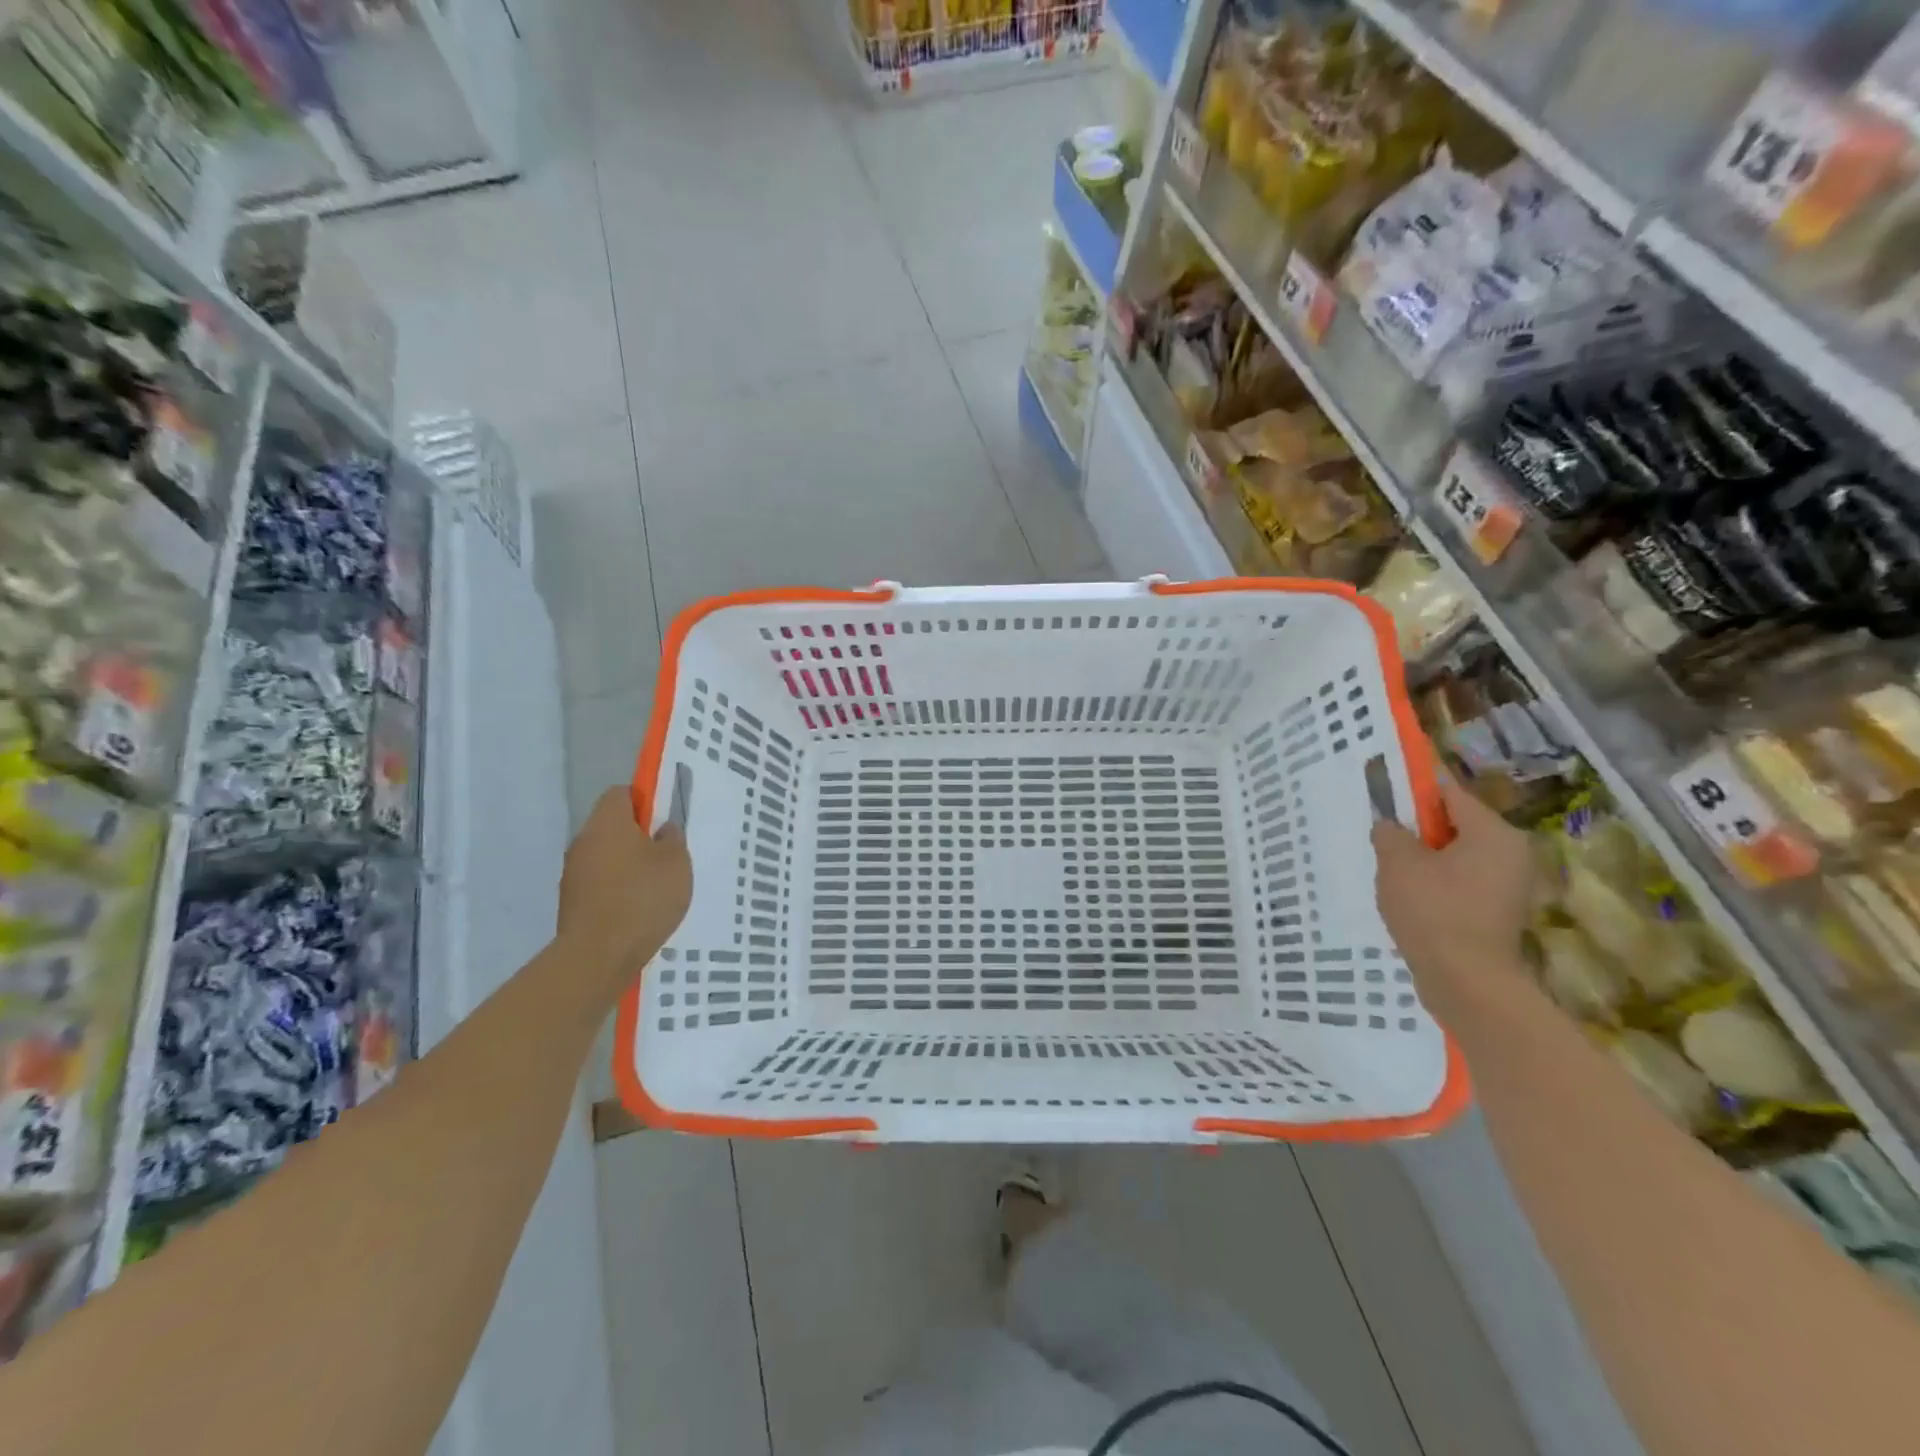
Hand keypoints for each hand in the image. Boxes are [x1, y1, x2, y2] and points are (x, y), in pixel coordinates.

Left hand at [557, 787, 691, 995]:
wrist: (597, 955)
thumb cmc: (643, 897)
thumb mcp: (676, 862)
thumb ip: (672, 838)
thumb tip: (662, 829)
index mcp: (608, 822)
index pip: (621, 793)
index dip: (644, 800)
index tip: (664, 819)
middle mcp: (584, 840)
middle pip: (611, 825)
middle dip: (637, 835)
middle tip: (666, 854)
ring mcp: (573, 872)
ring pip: (605, 855)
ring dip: (626, 863)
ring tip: (654, 886)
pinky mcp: (571, 901)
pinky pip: (599, 882)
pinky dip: (617, 888)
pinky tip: (637, 908)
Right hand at [1372, 779, 1533, 1018]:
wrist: (1466, 982)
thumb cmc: (1433, 911)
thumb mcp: (1397, 862)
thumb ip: (1390, 833)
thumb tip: (1391, 826)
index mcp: (1494, 832)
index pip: (1449, 793)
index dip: (1413, 792)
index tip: (1385, 799)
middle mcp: (1512, 853)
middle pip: (1456, 825)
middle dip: (1419, 832)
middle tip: (1386, 843)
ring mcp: (1510, 885)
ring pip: (1458, 856)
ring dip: (1427, 860)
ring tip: (1395, 875)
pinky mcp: (1500, 912)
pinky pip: (1463, 882)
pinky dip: (1438, 884)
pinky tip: (1413, 900)